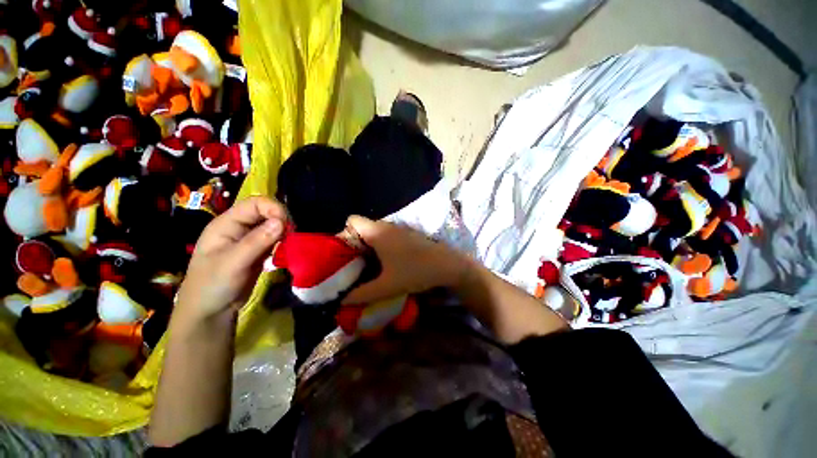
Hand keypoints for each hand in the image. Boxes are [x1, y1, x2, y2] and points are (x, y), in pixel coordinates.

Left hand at [176, 196, 286, 320]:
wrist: (211, 312)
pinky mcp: (259, 251)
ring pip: (273, 226)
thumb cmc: (213, 285)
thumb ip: (257, 241)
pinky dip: (284, 241)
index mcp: (226, 224)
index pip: (254, 204)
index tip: (287, 224)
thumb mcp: (233, 263)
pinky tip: (288, 248)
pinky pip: (275, 239)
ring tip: (292, 242)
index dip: (273, 208)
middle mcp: (239, 228)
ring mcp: (250, 240)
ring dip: (285, 231)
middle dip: (282, 220)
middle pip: (266, 212)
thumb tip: (282, 221)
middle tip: (292, 235)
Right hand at [342, 215, 471, 303]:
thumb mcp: (387, 286)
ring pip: (375, 232)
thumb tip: (344, 300)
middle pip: (362, 228)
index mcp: (378, 233)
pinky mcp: (408, 235)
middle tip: (352, 264)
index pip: (352, 221)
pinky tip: (385, 263)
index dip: (344, 234)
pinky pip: (387, 236)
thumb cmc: (416, 272)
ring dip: (368, 246)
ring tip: (366, 266)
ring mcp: (399, 229)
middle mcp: (387, 226)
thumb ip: (362, 294)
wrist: (448, 265)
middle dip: (354, 244)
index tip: (343, 254)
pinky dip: (381, 246)